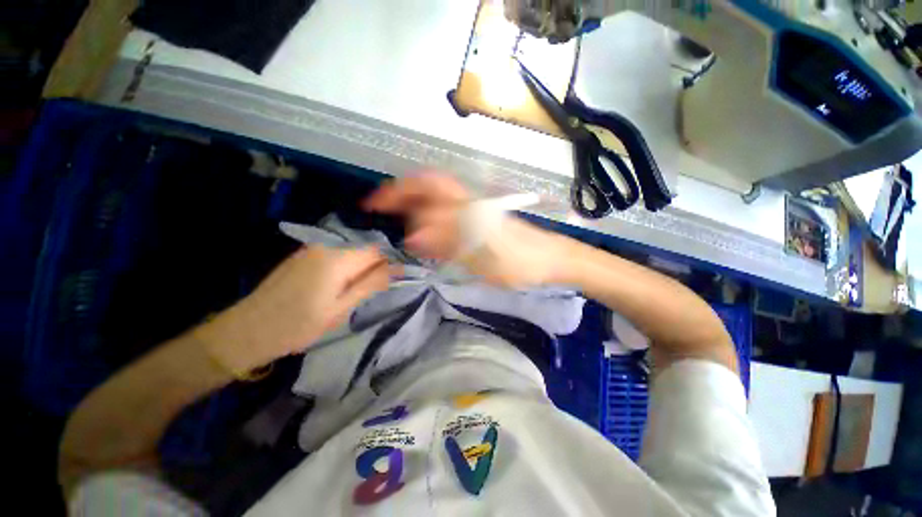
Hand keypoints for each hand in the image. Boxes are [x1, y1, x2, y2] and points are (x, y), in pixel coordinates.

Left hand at [199, 245, 389, 371]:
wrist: (246, 331)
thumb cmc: (298, 325)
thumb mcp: (340, 309)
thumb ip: (371, 284)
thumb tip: (397, 268)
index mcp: (338, 259)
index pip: (377, 250)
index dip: (389, 262)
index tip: (395, 279)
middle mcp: (326, 247)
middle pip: (364, 249)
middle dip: (374, 266)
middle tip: (373, 291)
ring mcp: (312, 249)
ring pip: (351, 253)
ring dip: (360, 268)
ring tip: (354, 292)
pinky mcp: (303, 256)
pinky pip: (336, 255)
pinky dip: (345, 268)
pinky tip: (337, 286)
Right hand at [364, 172, 568, 287]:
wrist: (552, 260)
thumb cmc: (522, 262)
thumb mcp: (486, 256)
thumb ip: (450, 242)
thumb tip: (413, 234)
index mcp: (468, 209)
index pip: (426, 187)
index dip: (398, 191)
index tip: (374, 204)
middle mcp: (469, 204)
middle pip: (431, 187)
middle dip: (403, 194)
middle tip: (381, 209)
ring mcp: (475, 213)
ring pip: (439, 200)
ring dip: (414, 206)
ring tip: (397, 220)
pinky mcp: (480, 224)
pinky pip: (449, 217)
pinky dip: (431, 221)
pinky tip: (424, 235)